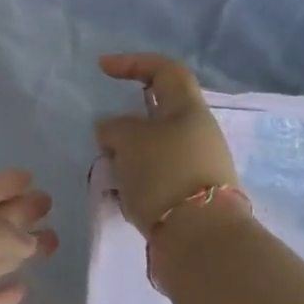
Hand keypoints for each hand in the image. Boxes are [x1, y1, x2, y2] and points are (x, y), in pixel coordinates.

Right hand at [96, 53, 239, 236]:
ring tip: (110, 170)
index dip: (133, 62)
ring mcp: (197, 166)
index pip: (165, 70)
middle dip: (127, 121)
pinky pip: (155, 175)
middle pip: (158, 112)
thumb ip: (114, 127)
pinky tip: (122, 194)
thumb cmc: (164, 174)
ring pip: (153, 146)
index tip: (102, 68)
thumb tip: (112, 131)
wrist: (201, 241)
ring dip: (128, 153)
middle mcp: (198, 133)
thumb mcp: (128, 139)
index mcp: (189, 110)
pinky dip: (136, 178)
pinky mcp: (190, 196)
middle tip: (104, 135)